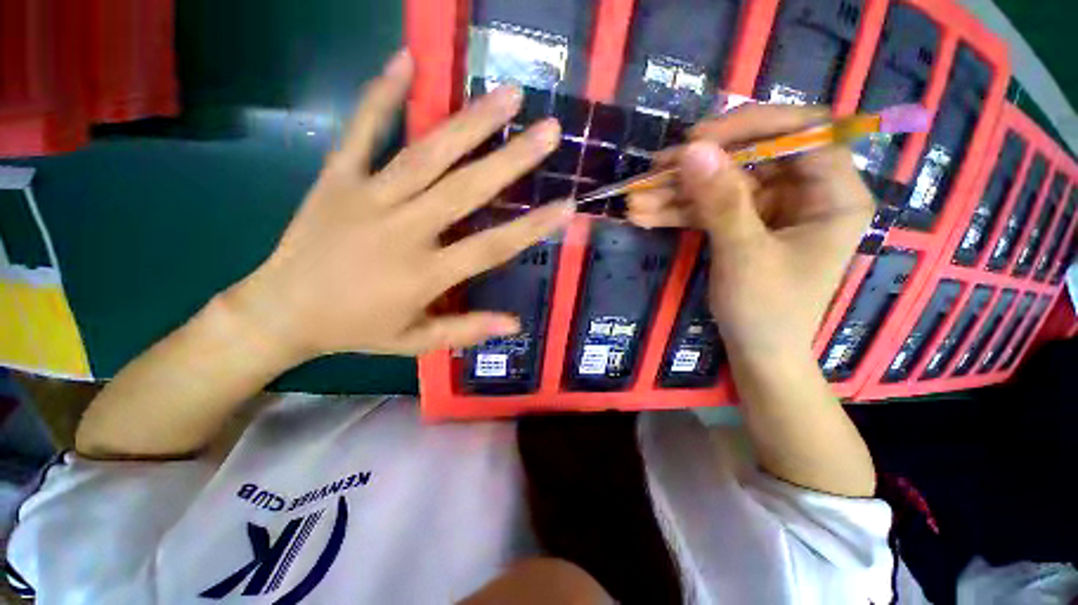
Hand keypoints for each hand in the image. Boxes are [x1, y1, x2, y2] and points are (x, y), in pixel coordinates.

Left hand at [226, 51, 570, 361]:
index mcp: (424, 275)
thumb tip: (515, 324)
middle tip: (548, 131)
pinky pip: (361, 131)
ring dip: (469, 123)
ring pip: (426, 155)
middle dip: (512, 159)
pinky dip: (381, 95)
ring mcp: (367, 197)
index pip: (491, 247)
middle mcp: (403, 230)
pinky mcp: (336, 178)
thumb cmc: (355, 329)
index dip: (532, 228)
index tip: (566, 206)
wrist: (279, 311)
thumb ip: (466, 330)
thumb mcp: (415, 342)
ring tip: (506, 96)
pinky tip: (406, 61)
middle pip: (466, 190)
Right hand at [628, 105, 872, 357]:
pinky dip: (677, 212)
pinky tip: (645, 215)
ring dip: (677, 192)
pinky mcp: (743, 224)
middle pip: (753, 157)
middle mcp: (805, 193)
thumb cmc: (766, 311)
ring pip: (722, 184)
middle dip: (699, 166)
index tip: (700, 138)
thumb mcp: (744, 255)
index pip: (806, 133)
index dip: (754, 126)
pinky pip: (710, 208)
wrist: (757, 353)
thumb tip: (693, 149)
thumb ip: (721, 201)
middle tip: (655, 170)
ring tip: (636, 200)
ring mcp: (770, 209)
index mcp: (834, 195)